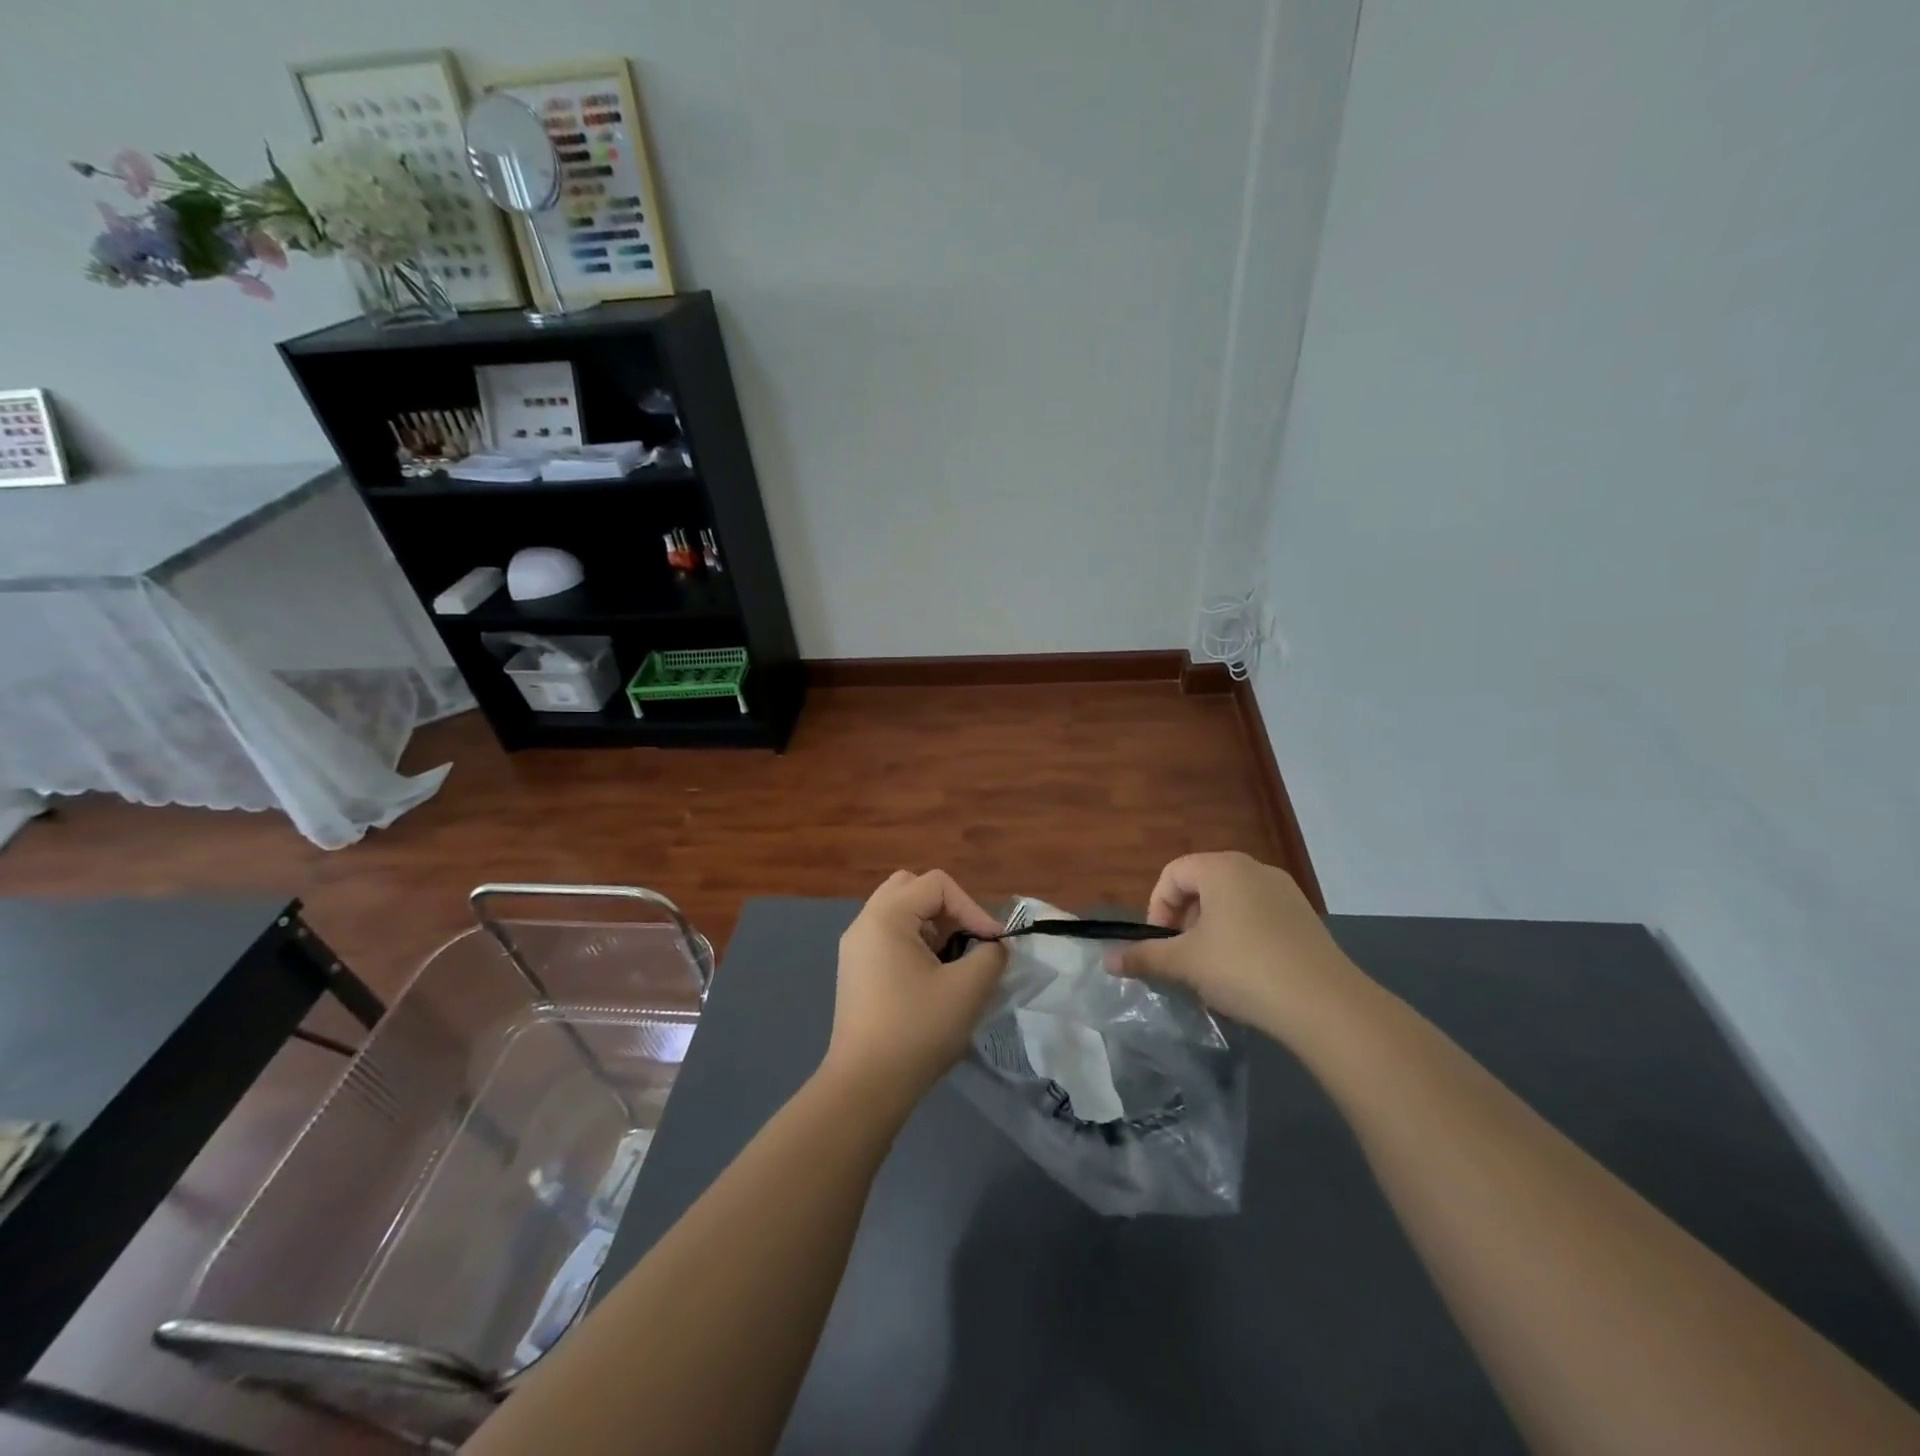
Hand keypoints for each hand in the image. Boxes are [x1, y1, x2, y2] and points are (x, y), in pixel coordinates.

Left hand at [823, 870, 1009, 1109]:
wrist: (865, 1086)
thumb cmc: (917, 1029)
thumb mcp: (967, 989)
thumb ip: (990, 956)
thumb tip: (993, 947)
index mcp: (885, 917)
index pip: (937, 884)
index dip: (971, 907)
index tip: (991, 945)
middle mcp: (864, 923)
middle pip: (912, 888)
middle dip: (947, 909)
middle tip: (966, 940)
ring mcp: (855, 948)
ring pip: (899, 912)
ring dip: (931, 927)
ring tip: (951, 961)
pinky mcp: (855, 971)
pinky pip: (888, 937)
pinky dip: (914, 944)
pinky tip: (930, 979)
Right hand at [1106, 851, 1367, 1045]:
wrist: (1325, 1004)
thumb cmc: (1243, 969)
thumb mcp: (1185, 963)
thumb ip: (1144, 957)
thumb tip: (1108, 960)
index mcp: (1222, 868)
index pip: (1173, 873)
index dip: (1157, 907)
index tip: (1160, 944)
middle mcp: (1254, 869)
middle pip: (1202, 884)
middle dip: (1184, 919)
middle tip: (1183, 956)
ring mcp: (1285, 892)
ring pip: (1231, 901)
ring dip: (1212, 929)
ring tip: (1212, 968)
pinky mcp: (1305, 917)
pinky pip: (1259, 916)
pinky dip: (1242, 935)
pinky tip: (1247, 973)